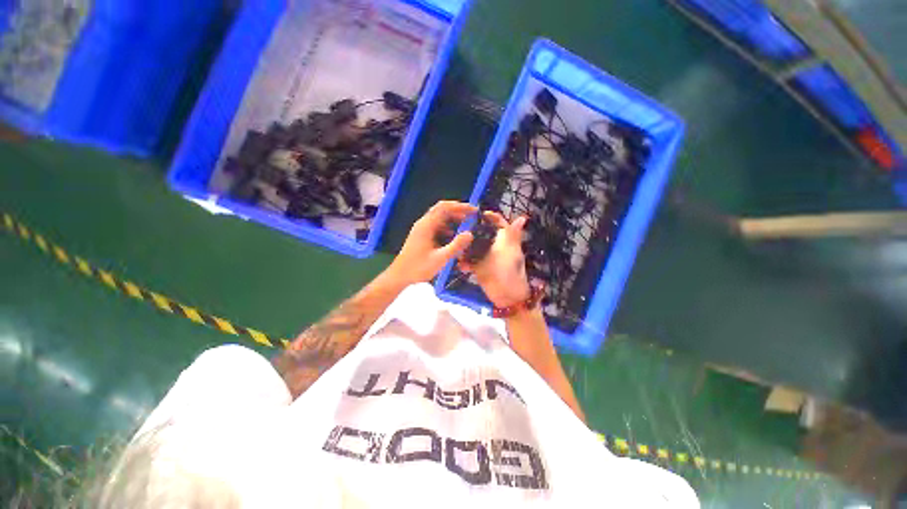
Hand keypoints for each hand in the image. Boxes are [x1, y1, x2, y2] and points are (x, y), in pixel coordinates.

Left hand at [387, 201, 475, 285]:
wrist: (400, 276)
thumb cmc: (418, 268)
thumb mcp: (440, 258)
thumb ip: (456, 246)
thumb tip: (470, 234)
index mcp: (426, 225)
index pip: (445, 207)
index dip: (461, 207)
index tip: (474, 211)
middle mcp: (423, 223)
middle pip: (442, 210)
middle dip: (458, 211)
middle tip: (472, 217)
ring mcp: (421, 229)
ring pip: (439, 218)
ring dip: (453, 220)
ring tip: (466, 225)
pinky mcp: (421, 236)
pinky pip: (436, 226)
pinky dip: (447, 228)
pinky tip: (453, 237)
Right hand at [460, 211, 530, 308]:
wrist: (506, 296)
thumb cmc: (509, 271)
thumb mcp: (511, 251)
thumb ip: (513, 234)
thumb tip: (523, 217)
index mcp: (505, 240)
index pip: (498, 223)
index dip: (490, 217)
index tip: (476, 214)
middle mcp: (495, 246)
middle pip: (483, 233)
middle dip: (472, 231)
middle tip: (459, 228)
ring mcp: (486, 257)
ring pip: (473, 247)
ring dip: (466, 247)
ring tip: (456, 246)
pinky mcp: (478, 267)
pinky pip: (469, 261)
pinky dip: (465, 262)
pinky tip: (460, 265)